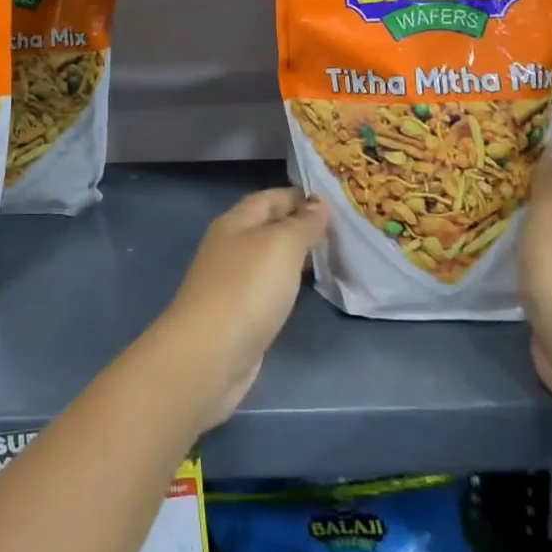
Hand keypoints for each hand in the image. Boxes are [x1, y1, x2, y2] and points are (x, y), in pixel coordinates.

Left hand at [155, 187, 328, 429]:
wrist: (209, 355)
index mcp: (236, 222)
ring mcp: (233, 281)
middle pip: (269, 226)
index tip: (335, 200)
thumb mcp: (281, 246)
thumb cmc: (246, 289)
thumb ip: (302, 223)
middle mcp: (232, 246)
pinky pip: (270, 287)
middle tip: (343, 229)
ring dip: (298, 256)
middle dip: (302, 225)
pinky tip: (310, 289)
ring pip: (271, 258)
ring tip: (335, 255)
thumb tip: (318, 203)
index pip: (270, 198)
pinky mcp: (240, 313)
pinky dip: (290, 283)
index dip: (299, 196)